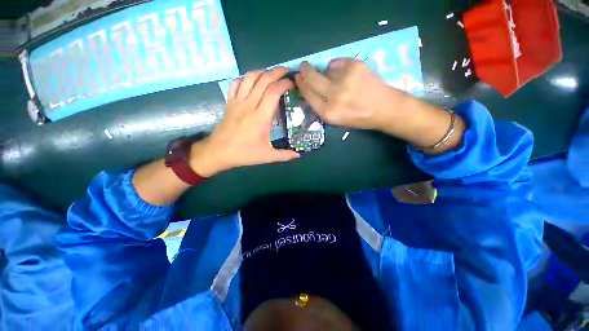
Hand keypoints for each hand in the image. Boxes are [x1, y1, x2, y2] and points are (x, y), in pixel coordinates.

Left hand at [190, 67, 299, 176]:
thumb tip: (298, 155)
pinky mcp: (230, 102)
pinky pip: (236, 83)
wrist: (218, 152)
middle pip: (264, 79)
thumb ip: (285, 155)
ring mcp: (237, 101)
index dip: (285, 83)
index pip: (274, 91)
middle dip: (277, 72)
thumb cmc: (244, 154)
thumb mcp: (268, 156)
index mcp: (261, 117)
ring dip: (263, 72)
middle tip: (287, 72)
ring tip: (272, 75)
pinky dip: (246, 78)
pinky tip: (252, 82)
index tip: (293, 84)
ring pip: (250, 77)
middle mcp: (249, 104)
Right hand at [296, 59, 464, 153]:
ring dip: (326, 72)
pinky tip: (346, 74)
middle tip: (302, 67)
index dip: (301, 85)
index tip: (297, 78)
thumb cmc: (358, 118)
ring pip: (325, 69)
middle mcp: (334, 96)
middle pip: (312, 79)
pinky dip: (338, 67)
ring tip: (337, 79)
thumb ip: (321, 106)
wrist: (384, 109)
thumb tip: (309, 88)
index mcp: (328, 113)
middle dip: (304, 72)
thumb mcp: (335, 120)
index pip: (308, 95)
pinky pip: (337, 62)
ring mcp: (345, 80)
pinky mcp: (355, 66)